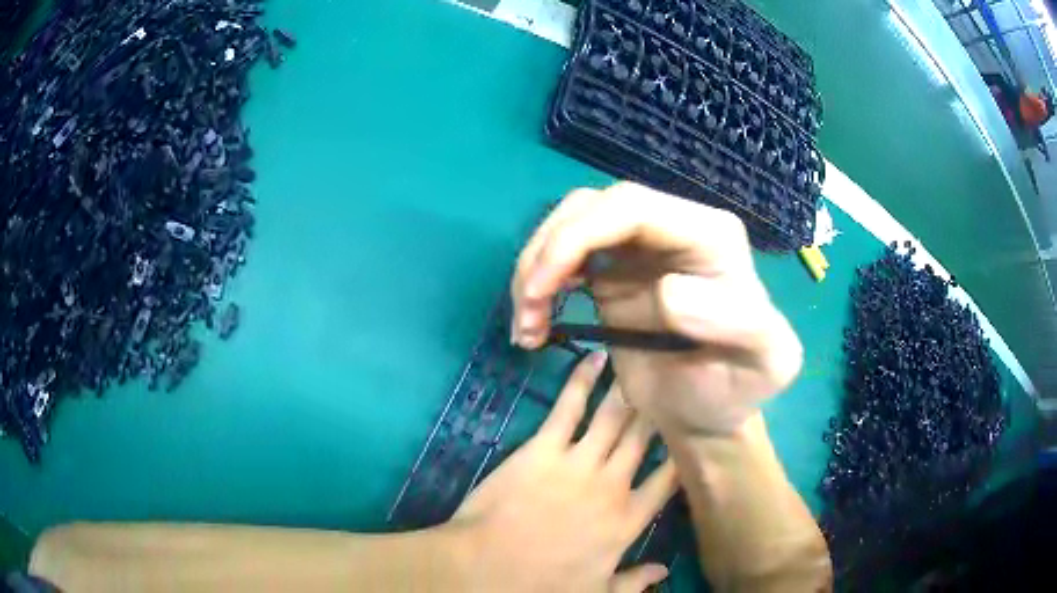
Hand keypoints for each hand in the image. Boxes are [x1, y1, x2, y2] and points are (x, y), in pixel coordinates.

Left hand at [449, 352, 677, 592]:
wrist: (484, 570)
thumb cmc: (540, 586)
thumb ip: (634, 582)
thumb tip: (664, 570)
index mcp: (627, 521)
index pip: (669, 479)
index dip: (683, 452)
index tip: (693, 428)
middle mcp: (612, 485)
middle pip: (645, 438)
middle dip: (662, 408)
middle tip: (673, 380)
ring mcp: (578, 462)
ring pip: (615, 416)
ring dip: (631, 386)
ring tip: (644, 359)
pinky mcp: (542, 448)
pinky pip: (568, 407)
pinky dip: (583, 380)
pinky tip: (596, 357)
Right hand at [510, 183, 802, 435]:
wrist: (706, 414)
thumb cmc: (736, 390)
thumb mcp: (767, 364)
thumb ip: (739, 323)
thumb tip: (667, 291)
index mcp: (712, 236)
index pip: (635, 207)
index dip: (581, 235)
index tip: (546, 288)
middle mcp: (675, 229)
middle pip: (595, 206)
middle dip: (549, 250)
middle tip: (526, 307)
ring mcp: (641, 248)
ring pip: (573, 224)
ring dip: (536, 266)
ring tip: (526, 324)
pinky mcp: (614, 272)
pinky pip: (565, 257)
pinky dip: (539, 285)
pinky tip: (533, 324)